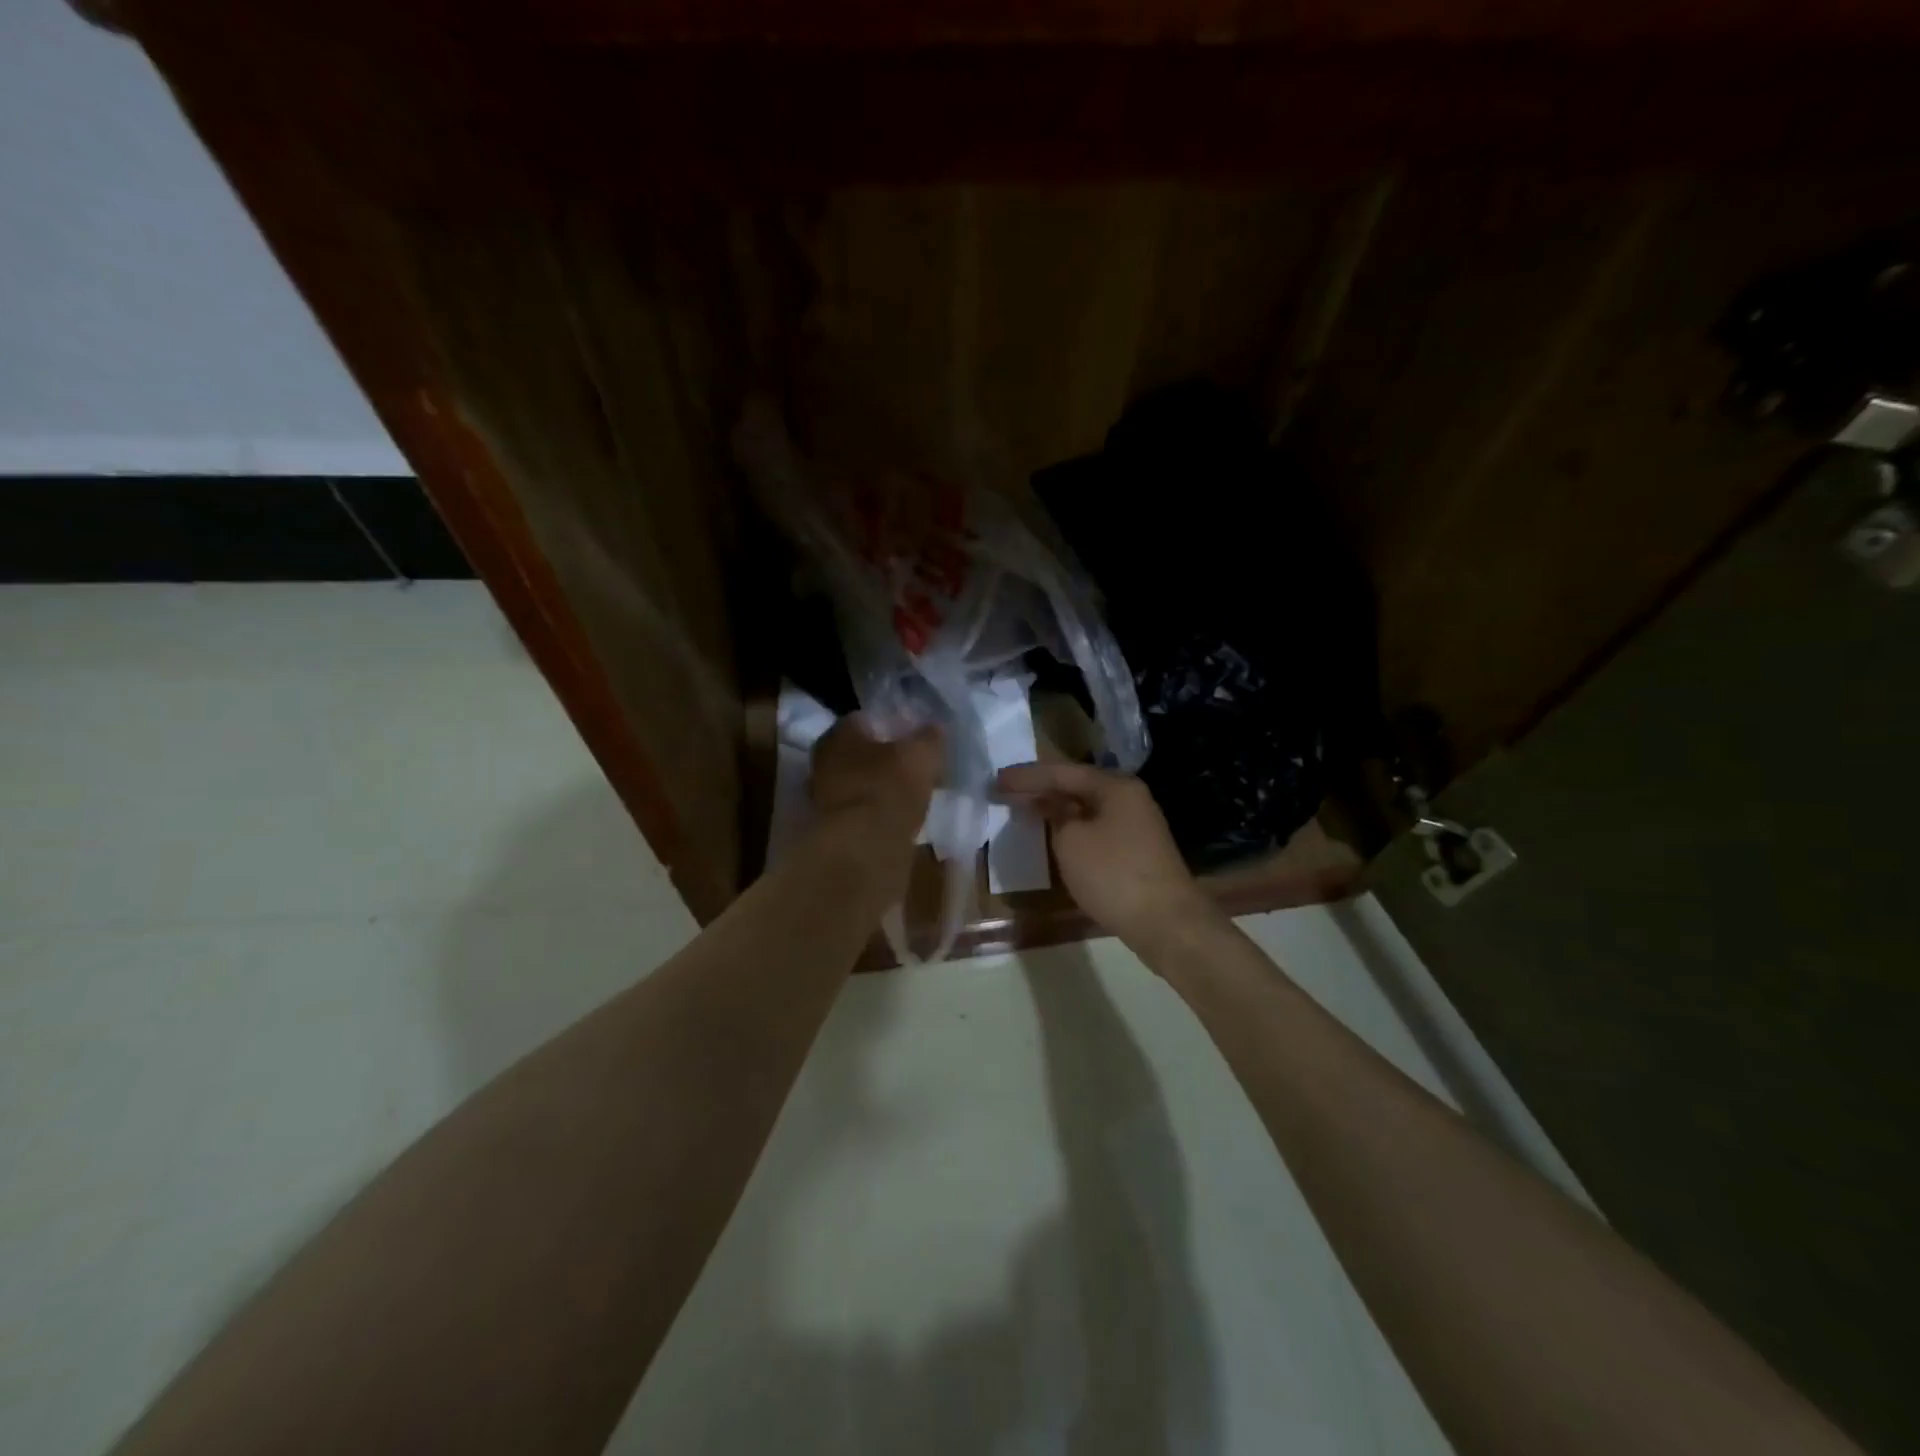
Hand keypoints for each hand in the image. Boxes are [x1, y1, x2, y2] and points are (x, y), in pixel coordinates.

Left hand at [811, 717, 941, 841]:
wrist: (862, 850)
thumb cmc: (888, 788)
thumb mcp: (921, 755)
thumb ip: (929, 737)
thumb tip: (934, 729)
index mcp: (838, 734)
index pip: (866, 720)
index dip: (894, 726)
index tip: (915, 738)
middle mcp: (823, 761)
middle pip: (861, 754)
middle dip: (886, 759)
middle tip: (916, 767)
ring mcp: (824, 798)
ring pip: (861, 784)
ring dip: (882, 788)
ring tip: (913, 795)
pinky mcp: (833, 829)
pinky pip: (863, 812)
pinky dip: (879, 814)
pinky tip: (900, 819)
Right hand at [995, 762, 1213, 945]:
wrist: (1166, 922)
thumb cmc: (1113, 874)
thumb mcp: (1071, 842)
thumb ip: (1055, 815)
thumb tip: (1051, 804)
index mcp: (1116, 787)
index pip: (1063, 772)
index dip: (1027, 776)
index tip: (997, 779)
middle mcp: (1130, 799)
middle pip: (1078, 786)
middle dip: (1042, 789)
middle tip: (1007, 792)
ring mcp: (1138, 826)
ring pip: (1088, 809)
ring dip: (1057, 810)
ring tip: (1025, 810)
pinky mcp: (1138, 851)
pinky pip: (1097, 829)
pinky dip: (1073, 829)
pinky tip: (1056, 837)